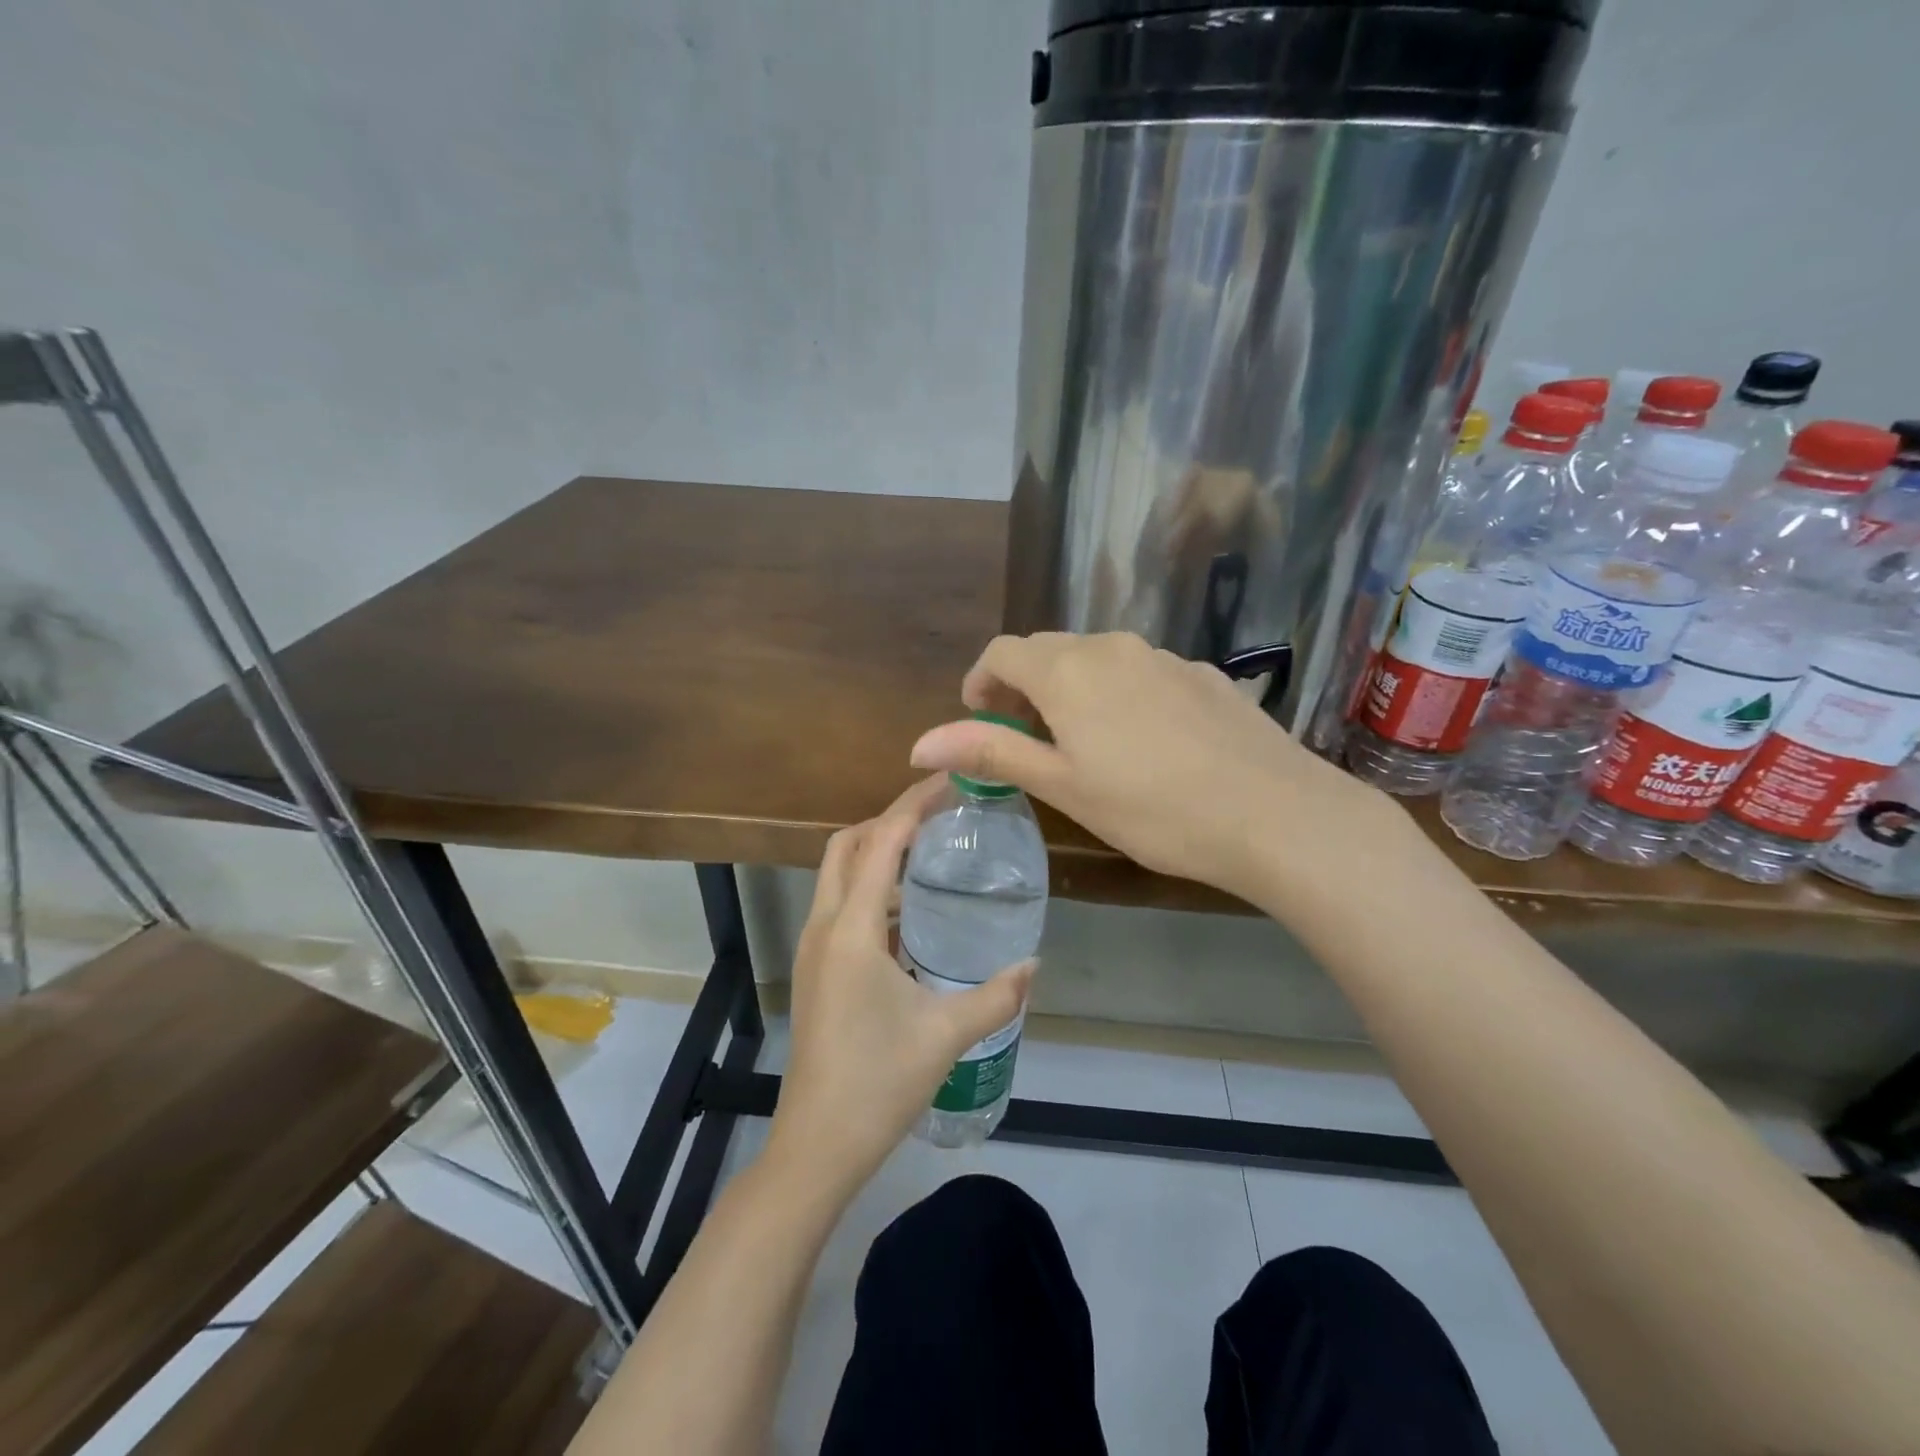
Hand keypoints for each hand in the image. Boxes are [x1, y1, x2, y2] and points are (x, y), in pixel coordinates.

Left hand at [767, 777, 1034, 1197]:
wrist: (818, 1143)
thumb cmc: (879, 1082)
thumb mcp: (947, 1034)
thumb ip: (997, 995)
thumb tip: (1034, 965)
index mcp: (852, 929)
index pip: (881, 842)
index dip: (912, 804)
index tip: (948, 782)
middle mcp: (825, 926)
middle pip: (847, 845)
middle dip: (888, 820)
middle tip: (938, 816)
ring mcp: (814, 948)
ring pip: (838, 875)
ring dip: (877, 854)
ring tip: (929, 854)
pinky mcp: (816, 969)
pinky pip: (841, 906)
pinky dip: (871, 889)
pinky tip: (910, 912)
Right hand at [910, 632, 1393, 906]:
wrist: (1275, 813)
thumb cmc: (1152, 808)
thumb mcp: (1063, 785)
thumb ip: (991, 751)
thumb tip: (918, 742)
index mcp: (1068, 671)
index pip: (1003, 652)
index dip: (981, 680)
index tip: (979, 717)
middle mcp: (1113, 647)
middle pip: (1048, 651)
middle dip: (1023, 685)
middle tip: (1024, 737)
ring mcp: (1163, 657)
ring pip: (1097, 659)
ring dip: (1071, 688)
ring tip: (1082, 742)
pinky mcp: (1202, 675)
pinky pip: (1141, 671)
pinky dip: (1118, 693)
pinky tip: (1143, 741)